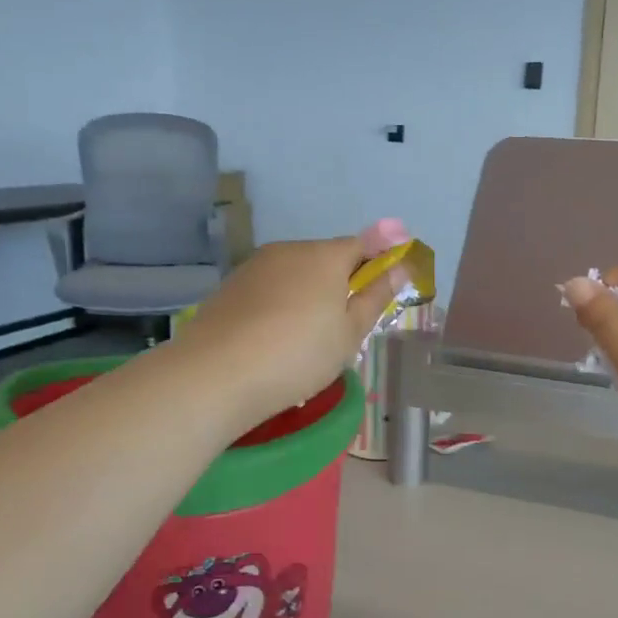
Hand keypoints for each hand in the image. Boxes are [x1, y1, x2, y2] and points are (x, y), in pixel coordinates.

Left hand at [171, 225, 408, 430]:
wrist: (217, 374)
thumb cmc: (299, 355)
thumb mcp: (349, 333)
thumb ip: (375, 296)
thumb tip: (400, 267)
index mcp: (325, 256)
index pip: (363, 243)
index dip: (380, 257)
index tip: (388, 281)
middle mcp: (290, 250)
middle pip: (327, 257)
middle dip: (342, 279)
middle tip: (347, 322)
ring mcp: (255, 266)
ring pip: (296, 272)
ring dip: (309, 292)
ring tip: (308, 336)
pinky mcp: (231, 286)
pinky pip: (270, 287)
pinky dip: (281, 303)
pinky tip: (275, 337)